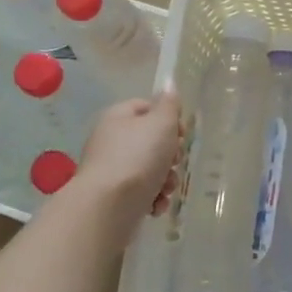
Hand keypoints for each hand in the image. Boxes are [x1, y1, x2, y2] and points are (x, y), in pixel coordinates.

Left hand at [75, 92, 182, 228]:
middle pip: (151, 141)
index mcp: (118, 117)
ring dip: (166, 180)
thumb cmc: (138, 158)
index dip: (169, 118)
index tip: (183, 134)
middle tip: (175, 162)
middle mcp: (112, 141)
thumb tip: (169, 84)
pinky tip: (156, 206)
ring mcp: (112, 170)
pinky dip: (153, 198)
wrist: (108, 207)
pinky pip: (141, 193)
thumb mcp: (161, 123)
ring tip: (167, 189)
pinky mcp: (114, 198)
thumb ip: (169, 104)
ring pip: (150, 169)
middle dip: (171, 155)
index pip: (147, 107)